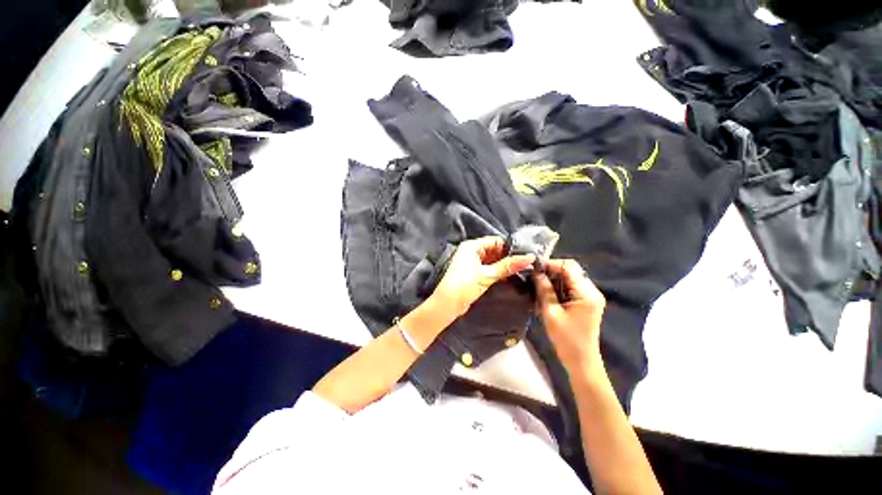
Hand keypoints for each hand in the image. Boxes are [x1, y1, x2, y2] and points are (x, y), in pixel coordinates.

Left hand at [430, 236, 534, 322]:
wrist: (447, 304)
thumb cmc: (465, 285)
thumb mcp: (487, 275)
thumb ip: (508, 266)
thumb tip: (530, 257)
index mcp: (472, 246)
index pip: (495, 241)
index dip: (510, 247)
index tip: (526, 253)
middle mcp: (471, 251)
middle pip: (494, 250)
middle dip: (508, 257)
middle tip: (527, 263)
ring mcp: (471, 263)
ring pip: (492, 260)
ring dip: (504, 265)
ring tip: (522, 270)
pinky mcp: (472, 274)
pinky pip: (488, 268)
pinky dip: (497, 272)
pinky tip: (509, 277)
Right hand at [533, 259, 605, 370]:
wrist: (581, 361)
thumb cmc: (566, 339)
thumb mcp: (551, 313)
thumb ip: (544, 290)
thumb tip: (535, 272)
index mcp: (586, 293)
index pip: (568, 267)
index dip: (550, 264)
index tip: (533, 268)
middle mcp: (591, 291)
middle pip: (570, 270)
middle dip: (550, 271)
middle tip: (533, 277)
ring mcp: (589, 296)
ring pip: (568, 278)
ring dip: (553, 279)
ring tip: (537, 285)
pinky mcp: (585, 302)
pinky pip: (569, 287)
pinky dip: (557, 287)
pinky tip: (546, 294)